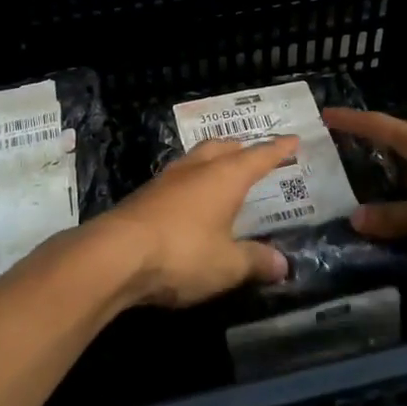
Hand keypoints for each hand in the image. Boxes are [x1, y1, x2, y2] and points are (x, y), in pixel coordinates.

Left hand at [94, 137, 295, 306]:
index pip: (259, 156)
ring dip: (213, 162)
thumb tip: (283, 264)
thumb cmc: (182, 253)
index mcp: (225, 176)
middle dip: (241, 149)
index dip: (278, 149)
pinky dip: (192, 183)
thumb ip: (256, 261)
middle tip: (254, 155)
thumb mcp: (227, 265)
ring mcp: (166, 180)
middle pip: (222, 148)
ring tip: (222, 174)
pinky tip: (191, 201)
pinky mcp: (144, 196)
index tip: (293, 140)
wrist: (114, 255)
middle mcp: (196, 169)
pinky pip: (177, 180)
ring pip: (196, 159)